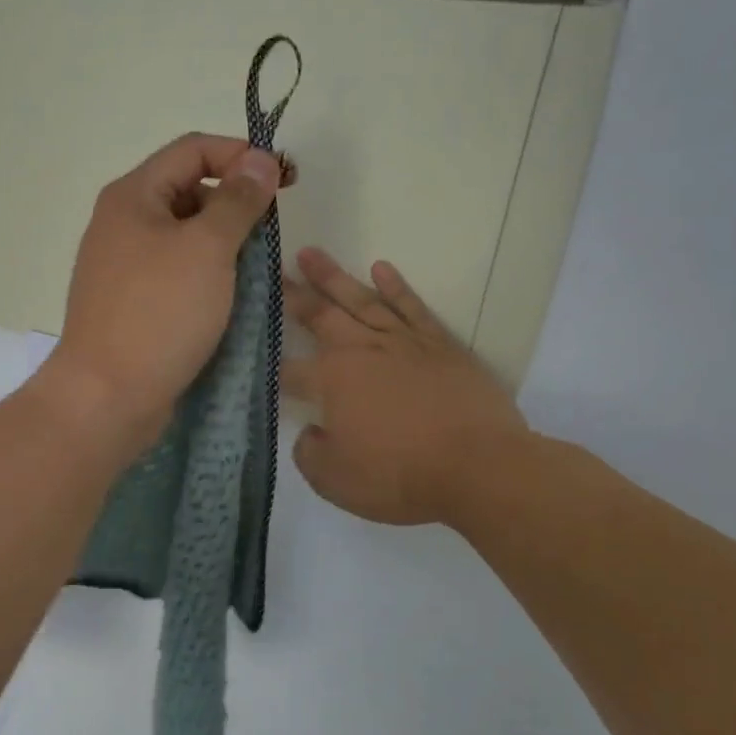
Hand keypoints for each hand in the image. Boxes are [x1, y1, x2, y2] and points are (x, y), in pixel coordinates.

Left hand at [37, 134, 281, 456]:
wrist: (107, 396)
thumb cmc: (159, 314)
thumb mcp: (207, 249)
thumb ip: (237, 201)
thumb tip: (260, 159)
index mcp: (132, 196)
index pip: (193, 150)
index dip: (242, 155)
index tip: (285, 180)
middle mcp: (121, 223)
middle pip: (187, 190)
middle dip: (234, 201)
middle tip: (271, 231)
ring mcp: (122, 266)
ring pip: (183, 236)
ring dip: (223, 242)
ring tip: (256, 267)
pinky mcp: (130, 303)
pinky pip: (175, 272)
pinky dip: (205, 274)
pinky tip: (229, 295)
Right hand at [284, 249, 536, 526]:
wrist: (479, 466)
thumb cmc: (400, 476)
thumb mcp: (335, 481)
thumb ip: (309, 453)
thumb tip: (310, 433)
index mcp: (331, 382)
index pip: (290, 370)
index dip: (271, 366)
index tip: (256, 356)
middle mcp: (361, 351)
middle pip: (320, 316)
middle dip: (293, 294)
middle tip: (273, 269)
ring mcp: (402, 343)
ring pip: (360, 300)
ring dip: (333, 277)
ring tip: (311, 253)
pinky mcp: (439, 344)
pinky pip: (411, 307)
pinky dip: (395, 286)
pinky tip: (380, 268)